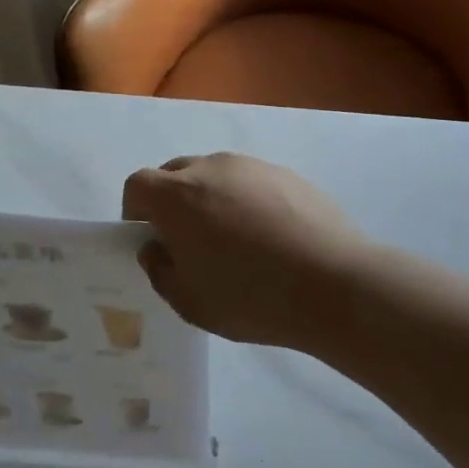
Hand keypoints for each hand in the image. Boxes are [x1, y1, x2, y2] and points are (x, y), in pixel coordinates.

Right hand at [121, 153, 369, 349]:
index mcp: (177, 195)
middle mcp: (213, 168)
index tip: (151, 239)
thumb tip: (157, 248)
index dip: (135, 211)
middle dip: (172, 202)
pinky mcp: (289, 175)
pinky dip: (248, 201)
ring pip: (217, 175)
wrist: (332, 283)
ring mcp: (254, 167)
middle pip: (176, 174)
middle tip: (190, 242)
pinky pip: (252, 182)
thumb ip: (161, 270)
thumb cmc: (250, 297)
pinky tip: (271, 237)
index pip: (138, 185)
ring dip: (211, 199)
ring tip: (236, 241)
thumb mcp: (189, 301)